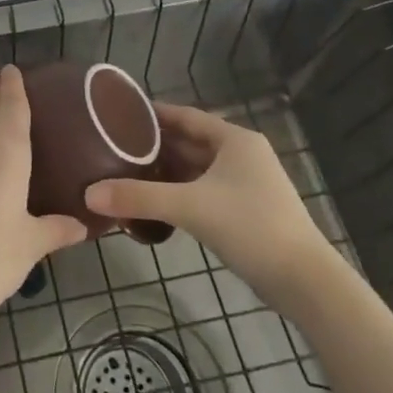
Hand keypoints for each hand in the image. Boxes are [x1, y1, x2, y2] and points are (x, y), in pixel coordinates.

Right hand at [85, 103, 326, 290]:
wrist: (303, 280)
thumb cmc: (251, 227)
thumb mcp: (190, 207)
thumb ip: (139, 197)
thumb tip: (88, 194)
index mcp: (234, 140)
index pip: (186, 116)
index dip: (153, 113)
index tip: (119, 113)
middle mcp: (241, 155)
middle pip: (189, 141)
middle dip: (154, 144)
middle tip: (113, 145)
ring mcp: (245, 184)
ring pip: (196, 168)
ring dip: (165, 170)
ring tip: (125, 171)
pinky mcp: (244, 210)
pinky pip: (202, 190)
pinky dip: (178, 192)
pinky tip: (153, 202)